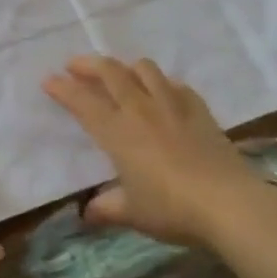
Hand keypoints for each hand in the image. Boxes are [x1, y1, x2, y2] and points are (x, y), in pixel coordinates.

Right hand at [43, 56, 251, 245]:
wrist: (228, 203)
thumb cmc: (172, 209)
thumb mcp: (132, 213)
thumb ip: (107, 208)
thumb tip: (87, 212)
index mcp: (117, 132)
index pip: (82, 101)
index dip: (62, 88)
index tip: (48, 80)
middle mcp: (140, 109)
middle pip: (110, 72)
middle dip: (88, 64)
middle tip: (74, 66)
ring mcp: (171, 105)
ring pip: (144, 69)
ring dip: (126, 67)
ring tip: (120, 76)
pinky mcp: (199, 109)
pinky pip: (176, 85)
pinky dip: (162, 83)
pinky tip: (163, 93)